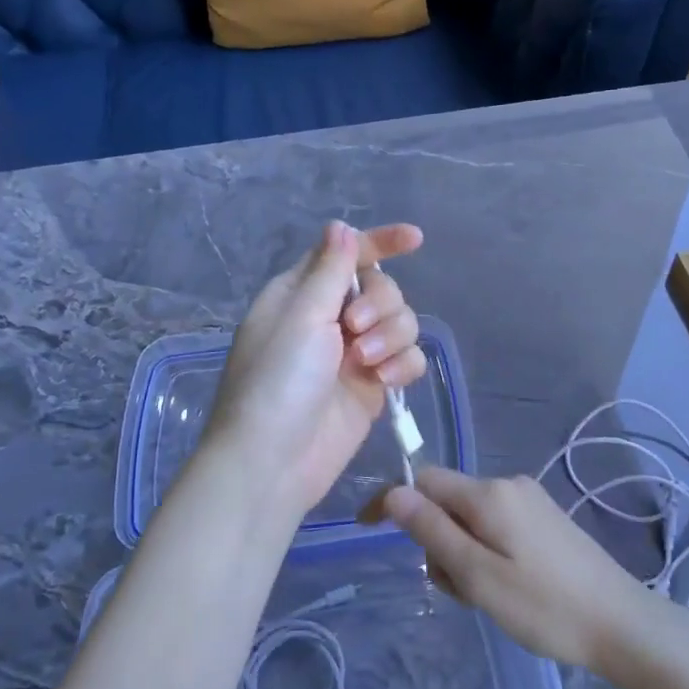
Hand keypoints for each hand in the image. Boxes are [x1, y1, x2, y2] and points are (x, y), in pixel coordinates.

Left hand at [207, 220, 427, 522]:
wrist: (272, 462)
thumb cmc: (276, 382)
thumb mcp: (301, 316)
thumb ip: (329, 270)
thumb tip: (340, 226)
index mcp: (302, 293)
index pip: (346, 254)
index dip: (381, 243)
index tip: (415, 240)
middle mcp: (329, 318)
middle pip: (382, 288)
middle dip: (381, 304)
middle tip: (356, 329)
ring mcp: (353, 354)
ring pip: (400, 323)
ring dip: (391, 336)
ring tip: (367, 364)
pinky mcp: (372, 386)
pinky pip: (406, 359)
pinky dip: (401, 365)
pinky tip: (384, 382)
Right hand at [382, 468, 663, 671]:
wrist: (623, 624)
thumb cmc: (545, 606)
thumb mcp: (478, 575)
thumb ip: (433, 531)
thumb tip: (393, 493)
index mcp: (489, 493)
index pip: (424, 480)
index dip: (393, 501)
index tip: (368, 529)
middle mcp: (509, 485)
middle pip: (448, 502)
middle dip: (438, 541)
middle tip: (461, 589)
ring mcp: (531, 501)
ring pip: (471, 519)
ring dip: (463, 553)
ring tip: (489, 596)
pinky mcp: (546, 520)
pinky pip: (496, 527)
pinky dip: (486, 553)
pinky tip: (509, 588)